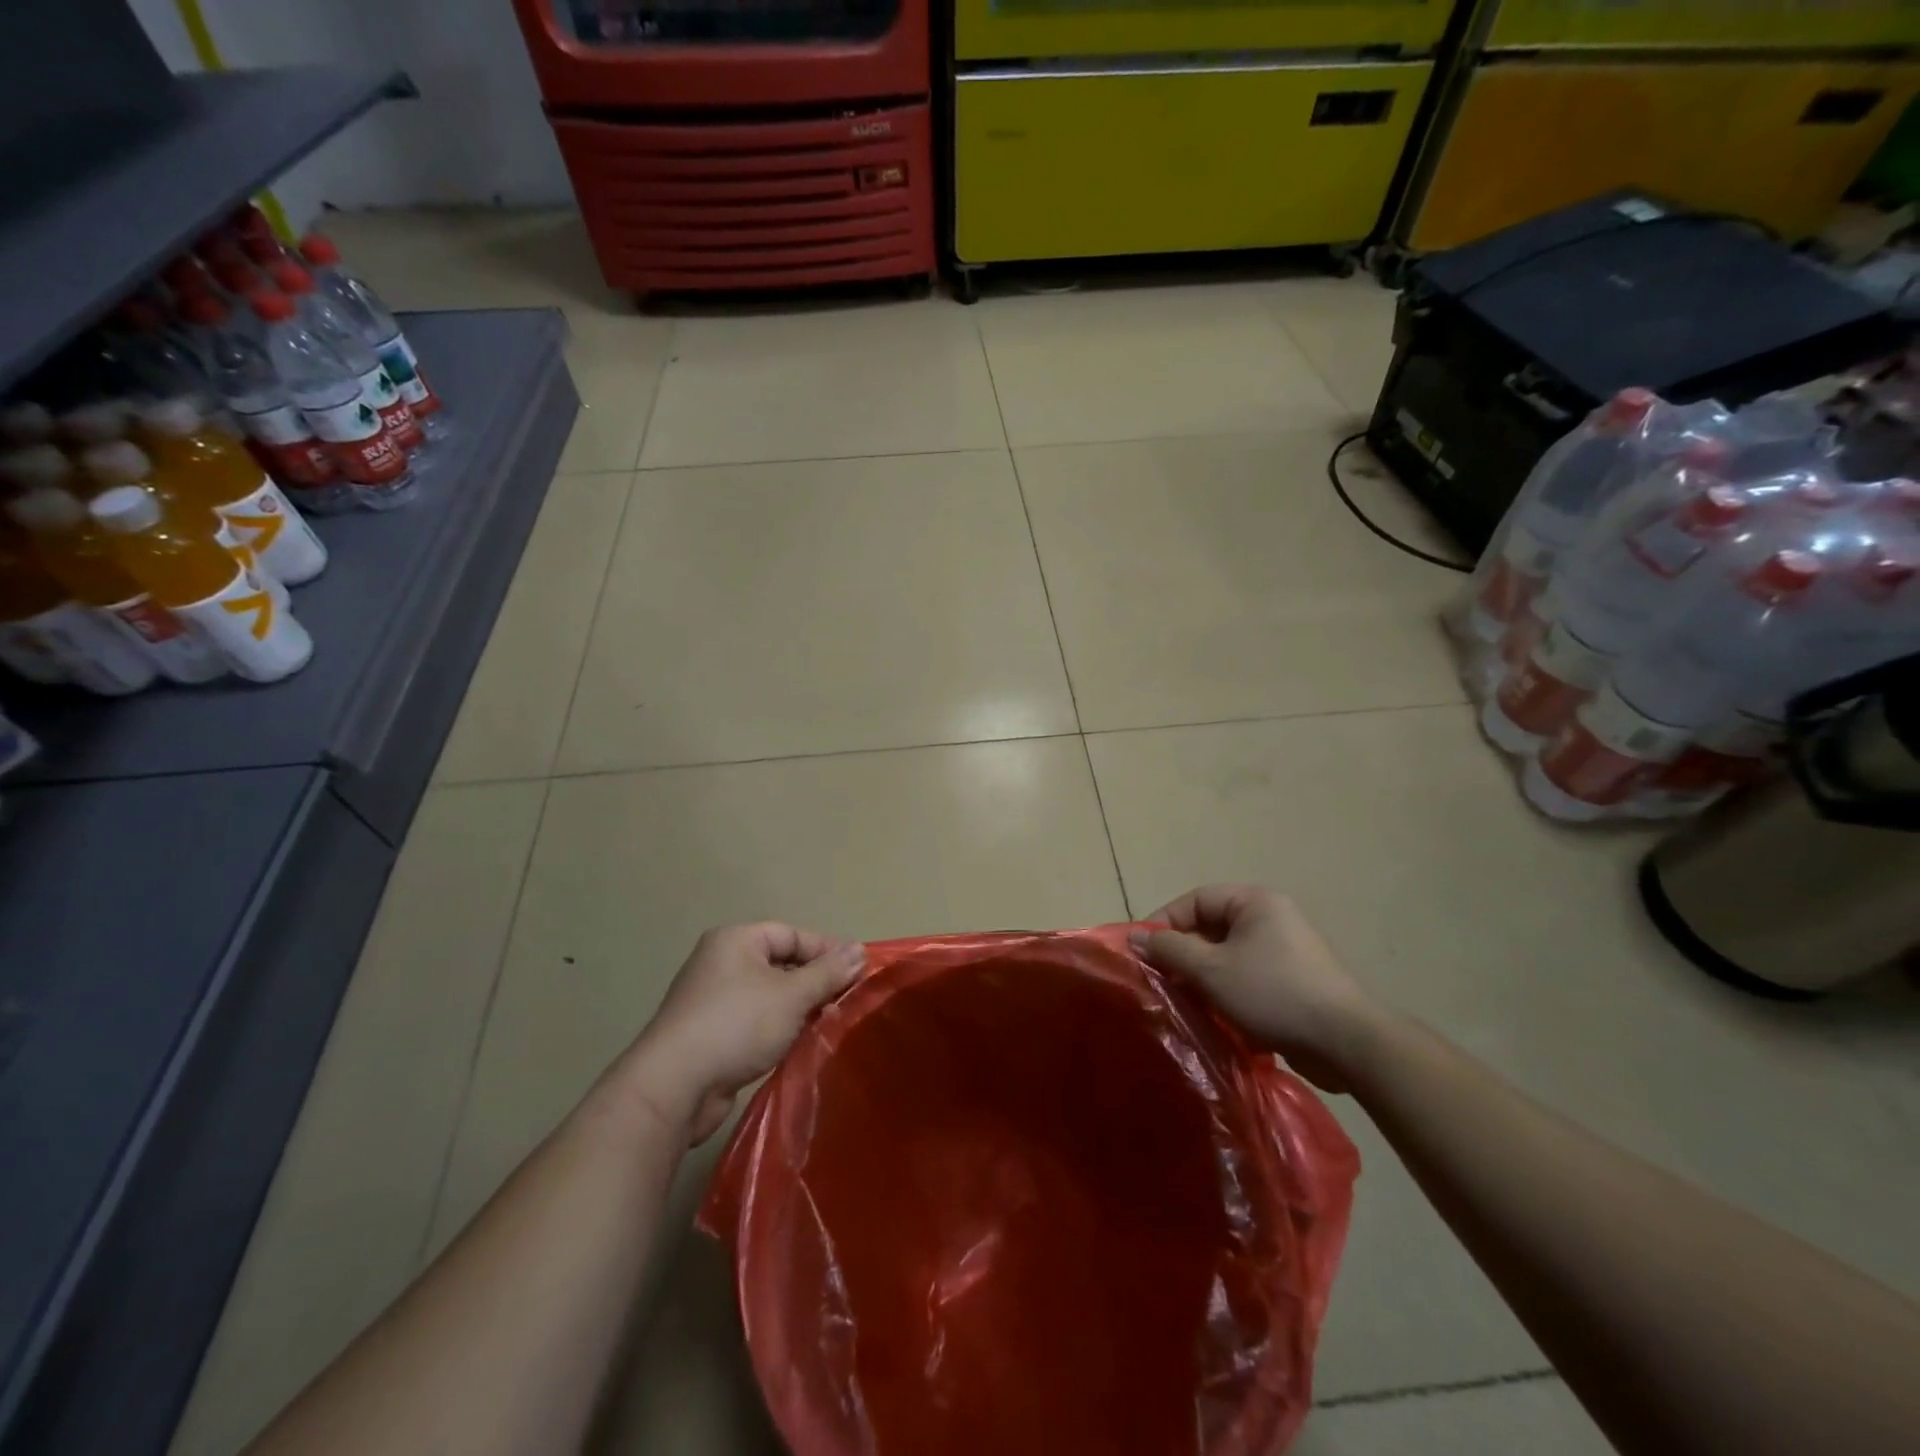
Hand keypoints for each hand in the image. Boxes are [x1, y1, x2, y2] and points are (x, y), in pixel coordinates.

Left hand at [630, 923, 863, 1143]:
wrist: (674, 1087)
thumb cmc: (737, 1025)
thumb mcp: (792, 995)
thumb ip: (828, 972)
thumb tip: (860, 950)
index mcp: (736, 940)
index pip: (792, 934)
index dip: (827, 950)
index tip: (858, 972)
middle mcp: (722, 962)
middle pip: (782, 963)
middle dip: (815, 982)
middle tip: (847, 1001)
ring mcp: (713, 1000)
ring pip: (770, 995)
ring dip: (799, 1009)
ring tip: (829, 1024)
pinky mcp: (711, 1035)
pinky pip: (755, 1021)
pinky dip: (779, 1029)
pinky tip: (800, 1046)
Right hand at [1131, 885, 1381, 1091]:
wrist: (1346, 1043)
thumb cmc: (1273, 993)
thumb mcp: (1211, 969)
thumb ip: (1170, 949)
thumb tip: (1134, 937)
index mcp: (1254, 902)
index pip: (1195, 900)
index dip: (1165, 922)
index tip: (1143, 952)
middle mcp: (1270, 919)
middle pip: (1210, 928)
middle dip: (1182, 955)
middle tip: (1160, 981)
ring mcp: (1285, 952)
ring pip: (1226, 957)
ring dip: (1202, 978)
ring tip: (1183, 1002)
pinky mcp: (1293, 983)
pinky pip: (1246, 978)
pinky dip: (1226, 993)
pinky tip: (1214, 1017)